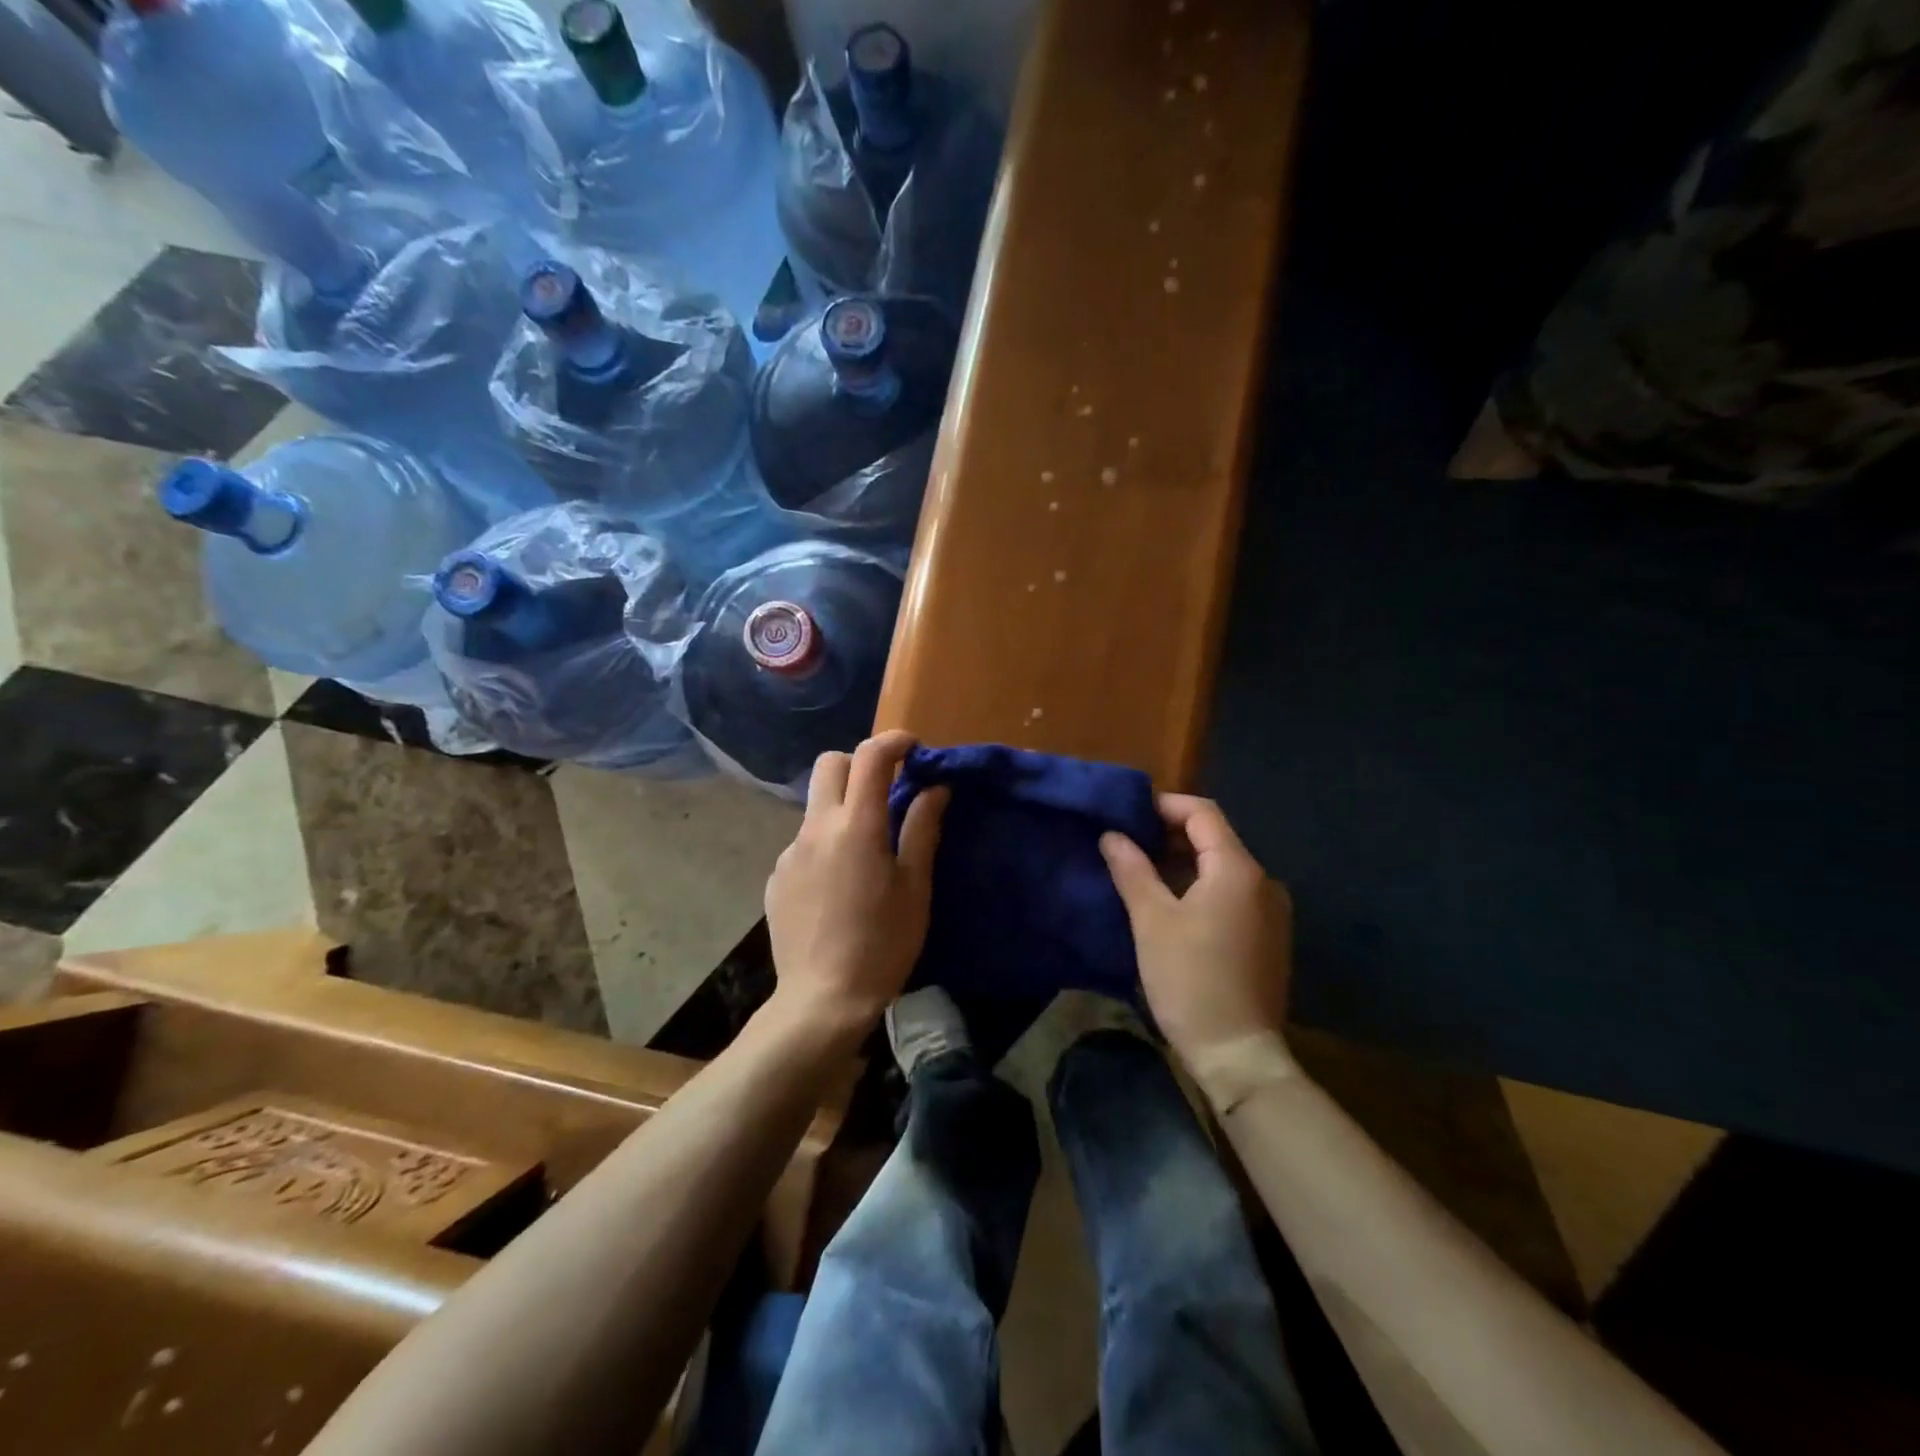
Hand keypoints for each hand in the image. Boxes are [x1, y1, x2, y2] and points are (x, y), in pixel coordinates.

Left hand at [764, 730, 948, 1042]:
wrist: (822, 1000)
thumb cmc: (882, 945)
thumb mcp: (914, 888)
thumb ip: (922, 830)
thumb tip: (935, 789)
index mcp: (857, 826)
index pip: (870, 757)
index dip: (894, 742)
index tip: (913, 750)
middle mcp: (816, 828)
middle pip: (830, 764)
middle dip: (859, 764)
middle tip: (886, 791)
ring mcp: (790, 852)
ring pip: (816, 806)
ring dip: (843, 809)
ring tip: (865, 854)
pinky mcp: (776, 877)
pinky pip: (803, 843)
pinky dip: (825, 845)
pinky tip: (837, 886)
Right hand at [1100, 795, 1292, 1067]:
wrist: (1238, 1054)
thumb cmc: (1190, 979)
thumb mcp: (1151, 920)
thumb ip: (1132, 870)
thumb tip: (1112, 835)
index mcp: (1238, 870)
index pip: (1202, 813)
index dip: (1164, 806)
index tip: (1128, 815)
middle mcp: (1264, 882)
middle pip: (1215, 839)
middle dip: (1170, 835)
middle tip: (1128, 844)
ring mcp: (1271, 911)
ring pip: (1222, 868)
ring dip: (1183, 862)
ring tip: (1142, 873)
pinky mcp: (1268, 937)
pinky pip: (1232, 894)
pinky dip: (1200, 887)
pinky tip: (1171, 906)